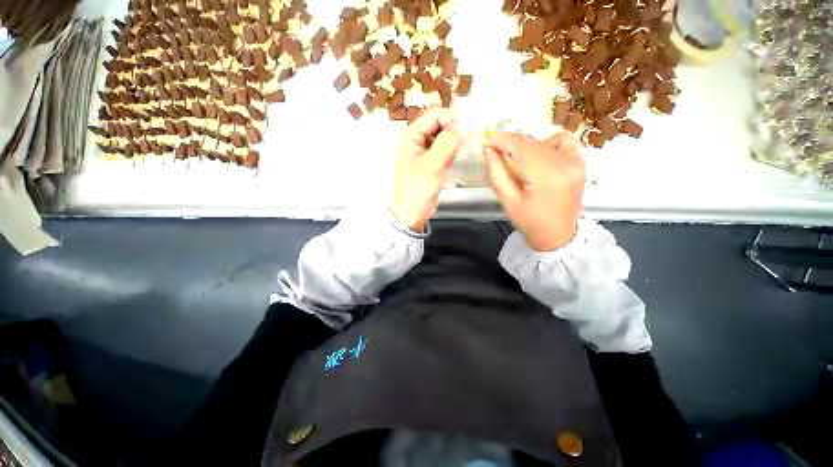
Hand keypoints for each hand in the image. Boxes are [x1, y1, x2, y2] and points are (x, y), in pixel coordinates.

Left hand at [390, 108, 461, 232]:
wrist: (411, 214)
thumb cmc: (416, 190)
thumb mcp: (431, 166)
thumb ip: (446, 144)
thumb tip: (461, 127)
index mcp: (410, 136)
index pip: (433, 115)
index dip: (451, 118)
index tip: (467, 128)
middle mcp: (416, 140)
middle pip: (438, 124)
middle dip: (453, 129)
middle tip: (468, 138)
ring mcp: (423, 151)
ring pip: (442, 137)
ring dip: (453, 140)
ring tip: (463, 148)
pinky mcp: (431, 163)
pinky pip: (443, 150)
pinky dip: (451, 151)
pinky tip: (456, 157)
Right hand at [483, 131, 585, 251]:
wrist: (558, 235)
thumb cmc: (529, 222)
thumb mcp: (507, 201)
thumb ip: (496, 173)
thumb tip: (488, 150)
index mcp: (546, 177)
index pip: (521, 147)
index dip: (502, 140)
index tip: (487, 140)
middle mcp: (565, 164)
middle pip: (532, 142)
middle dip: (511, 142)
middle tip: (495, 150)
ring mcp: (576, 162)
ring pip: (544, 140)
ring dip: (526, 145)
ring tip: (517, 159)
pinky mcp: (580, 163)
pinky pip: (562, 141)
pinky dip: (546, 144)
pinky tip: (538, 157)